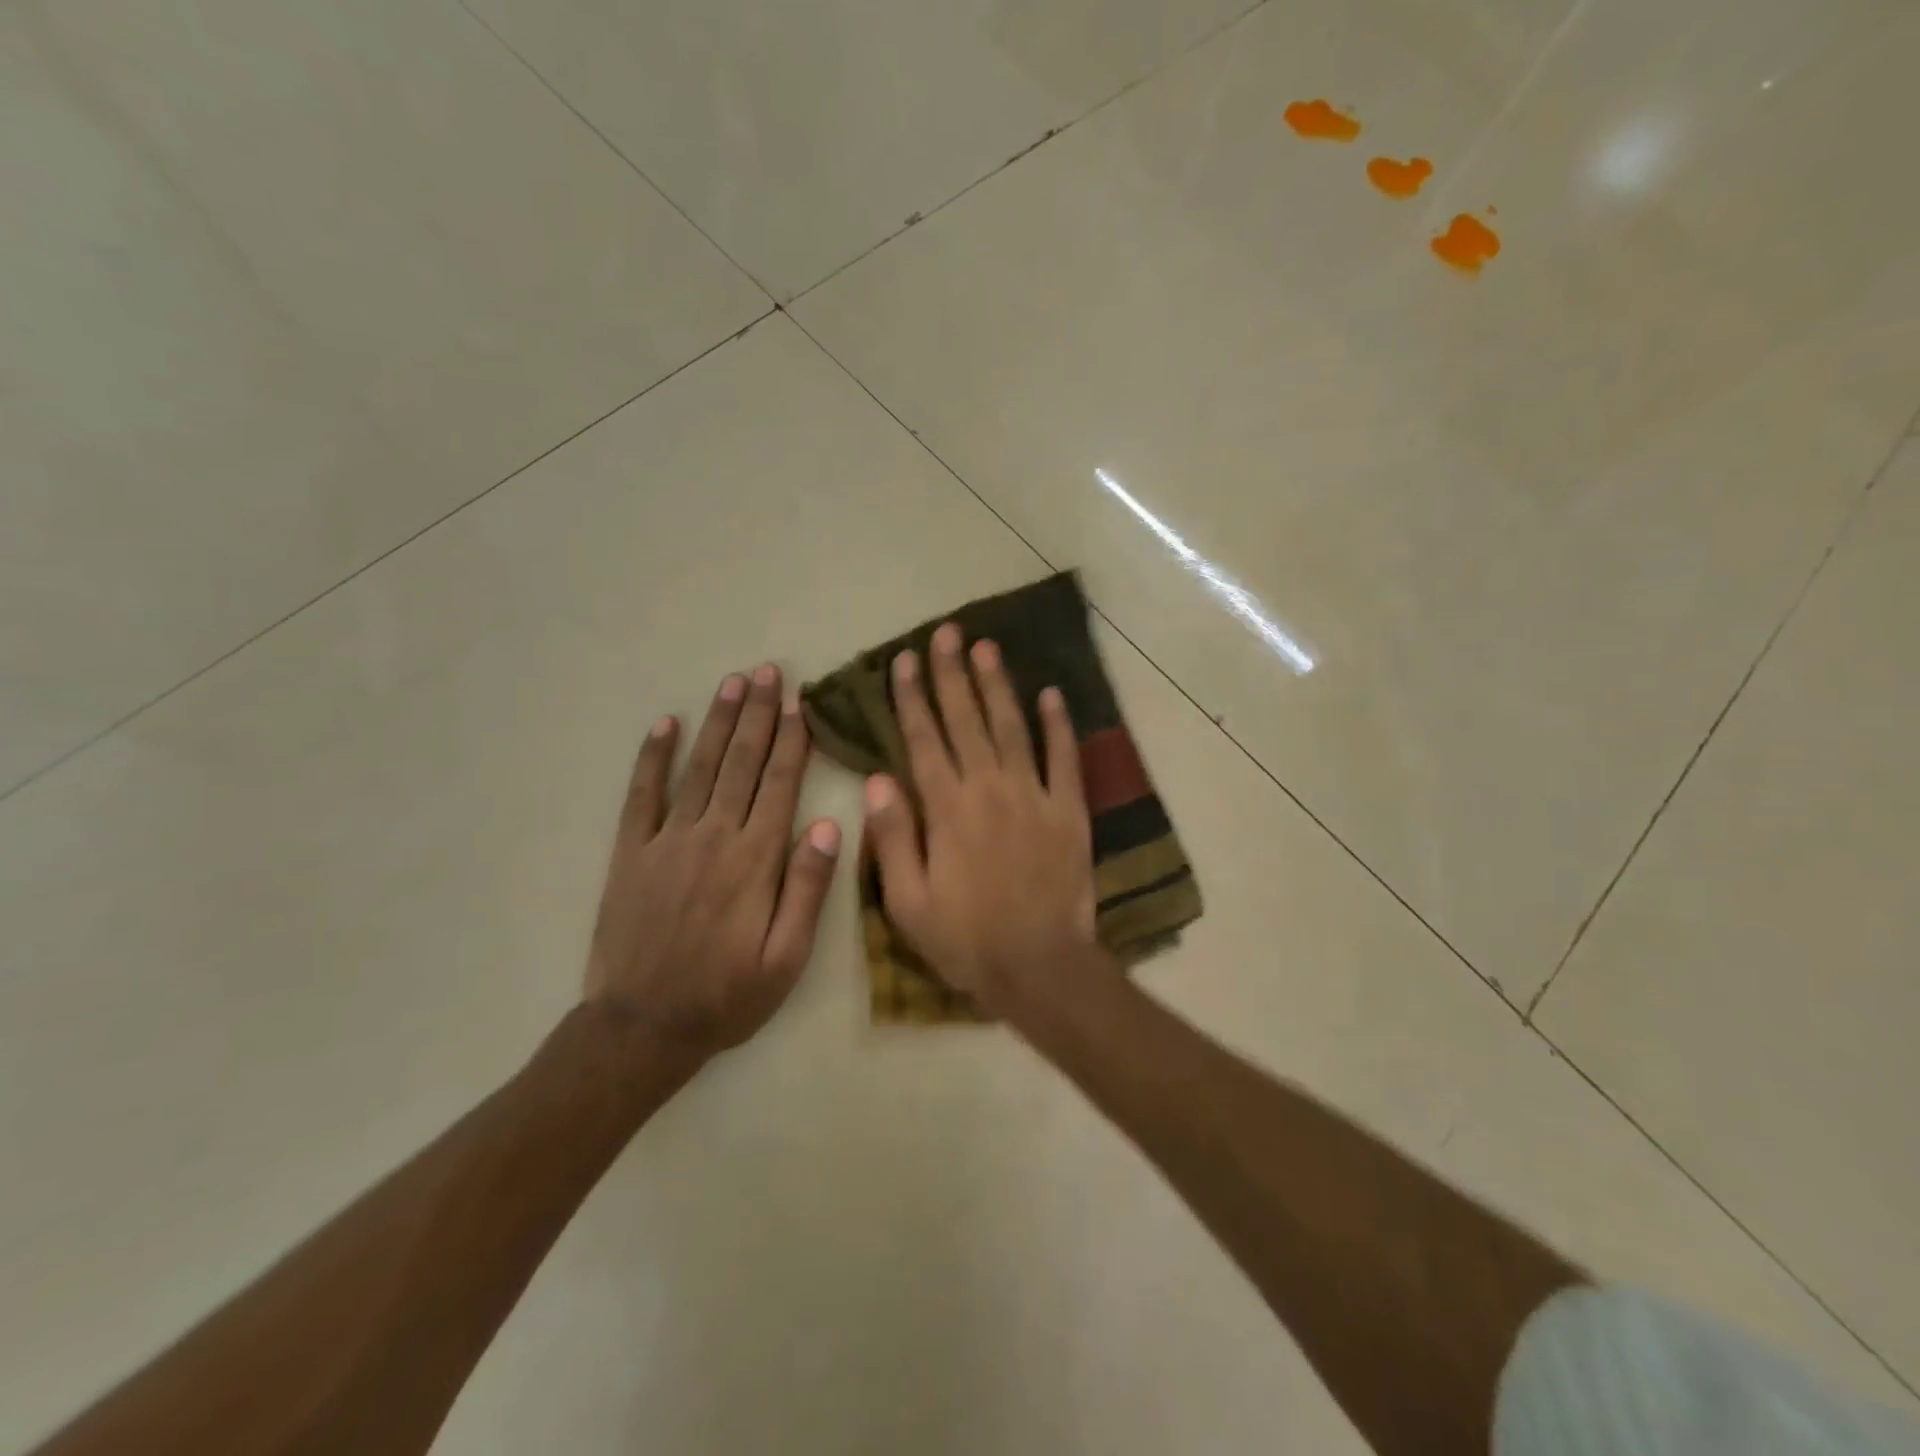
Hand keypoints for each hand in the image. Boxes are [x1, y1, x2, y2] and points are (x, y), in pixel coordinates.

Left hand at [585, 665, 841, 1059]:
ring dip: (719, 721)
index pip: (780, 784)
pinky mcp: (631, 852)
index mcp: (756, 859)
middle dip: (759, 714)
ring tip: (733, 683)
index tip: (801, 702)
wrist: (642, 1028)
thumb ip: (808, 890)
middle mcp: (714, 836)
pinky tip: (665, 724)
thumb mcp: (787, 959)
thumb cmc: (727, 996)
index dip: (793, 740)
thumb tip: (827, 824)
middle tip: (769, 672)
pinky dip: (653, 757)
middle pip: (742, 762)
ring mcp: (667, 840)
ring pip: (700, 766)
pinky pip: (642, 794)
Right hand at [864, 623, 1097, 1017]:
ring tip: (986, 647)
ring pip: (1012, 727)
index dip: (911, 698)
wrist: (1040, 966)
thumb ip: (892, 837)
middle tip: (945, 633)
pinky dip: (1059, 724)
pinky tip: (1052, 694)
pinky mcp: (1069, 809)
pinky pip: (1065, 758)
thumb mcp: (908, 901)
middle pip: (966, 720)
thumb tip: (877, 779)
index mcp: (947, 809)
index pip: (923, 740)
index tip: (903, 660)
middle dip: (951, 674)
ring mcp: (1034, 795)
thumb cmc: (966, 939)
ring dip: (998, 685)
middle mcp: (989, 788)